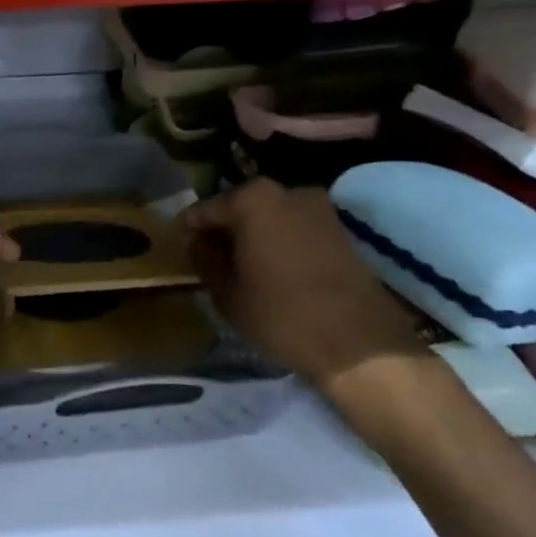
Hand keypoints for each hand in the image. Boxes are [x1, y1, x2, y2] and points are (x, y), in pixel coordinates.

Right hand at [178, 179, 426, 393]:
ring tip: (237, 265)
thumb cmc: (281, 314)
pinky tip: (269, 269)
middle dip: (222, 229)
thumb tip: (198, 243)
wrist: (359, 344)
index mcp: (252, 200)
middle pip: (240, 207)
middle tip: (205, 255)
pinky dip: (277, 242)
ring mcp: (319, 209)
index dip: (188, 228)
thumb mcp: (226, 292)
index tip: (176, 242)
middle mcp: (287, 192)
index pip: (206, 209)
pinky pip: (294, 229)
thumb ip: (205, 260)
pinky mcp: (340, 231)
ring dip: (251, 235)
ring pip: (269, 217)